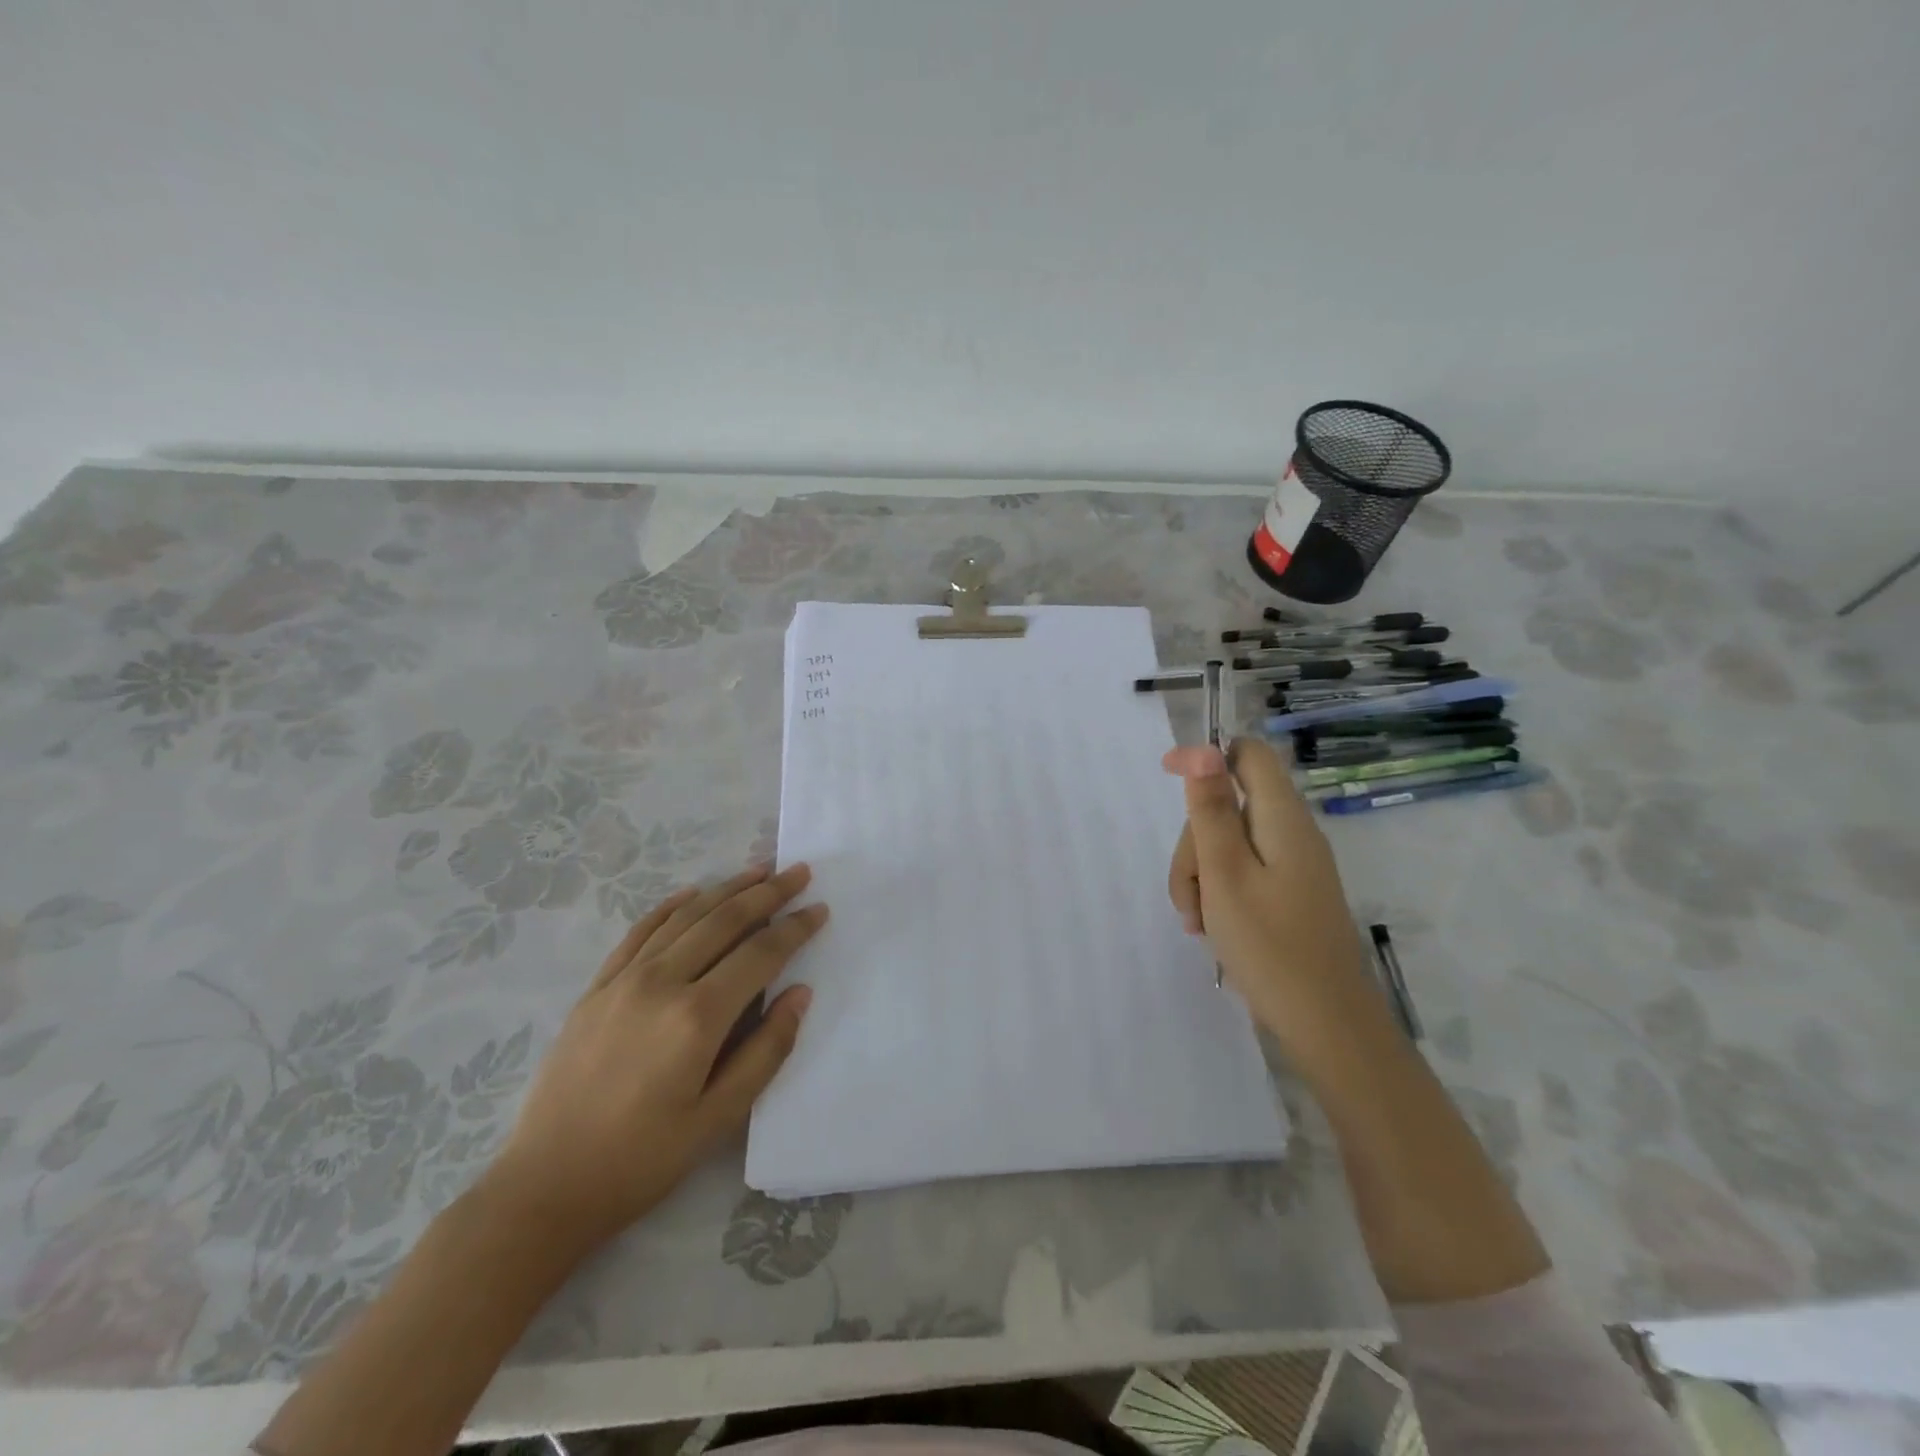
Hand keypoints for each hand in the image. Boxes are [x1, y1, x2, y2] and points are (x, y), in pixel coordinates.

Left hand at [482, 862, 824, 1255]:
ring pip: (685, 917)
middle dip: (767, 893)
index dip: (794, 928)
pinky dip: (671, 906)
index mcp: (697, 1017)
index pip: (759, 954)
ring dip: (726, 889)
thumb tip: (799, 993)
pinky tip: (692, 894)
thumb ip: (766, 1050)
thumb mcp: (719, 1118)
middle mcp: (661, 983)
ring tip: (758, 870)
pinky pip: (640, 932)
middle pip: (724, 921)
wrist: (545, 1186)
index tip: (820, 908)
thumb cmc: (642, 1159)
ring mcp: (623, 980)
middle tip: (797, 872)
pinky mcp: (596, 988)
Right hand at [1163, 739, 1380, 1050]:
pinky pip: (1242, 872)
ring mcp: (1293, 864)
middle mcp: (1291, 832)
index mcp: (1282, 818)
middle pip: (1228, 805)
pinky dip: (1218, 891)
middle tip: (1188, 893)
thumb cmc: (1270, 945)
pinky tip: (1211, 928)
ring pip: (1228, 842)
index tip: (1167, 775)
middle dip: (1194, 841)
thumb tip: (1202, 748)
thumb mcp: (1225, 873)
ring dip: (1200, 873)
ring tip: (1197, 922)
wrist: (1326, 1024)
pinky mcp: (1289, 892)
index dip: (1206, 755)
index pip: (1247, 754)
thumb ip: (1211, 810)